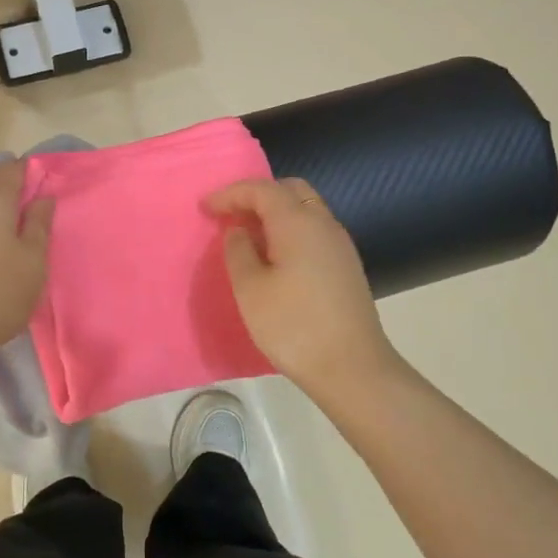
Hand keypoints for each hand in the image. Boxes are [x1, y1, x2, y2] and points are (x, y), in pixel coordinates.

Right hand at [206, 177, 403, 403]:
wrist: (352, 368)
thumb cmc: (293, 326)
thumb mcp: (250, 289)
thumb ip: (238, 251)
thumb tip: (239, 231)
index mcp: (297, 222)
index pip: (261, 189)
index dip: (231, 193)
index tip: (205, 208)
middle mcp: (323, 224)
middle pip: (290, 190)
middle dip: (257, 195)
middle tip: (231, 215)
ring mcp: (340, 244)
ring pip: (306, 209)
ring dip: (276, 213)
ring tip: (249, 236)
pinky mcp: (346, 266)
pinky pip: (314, 230)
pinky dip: (291, 230)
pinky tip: (275, 257)